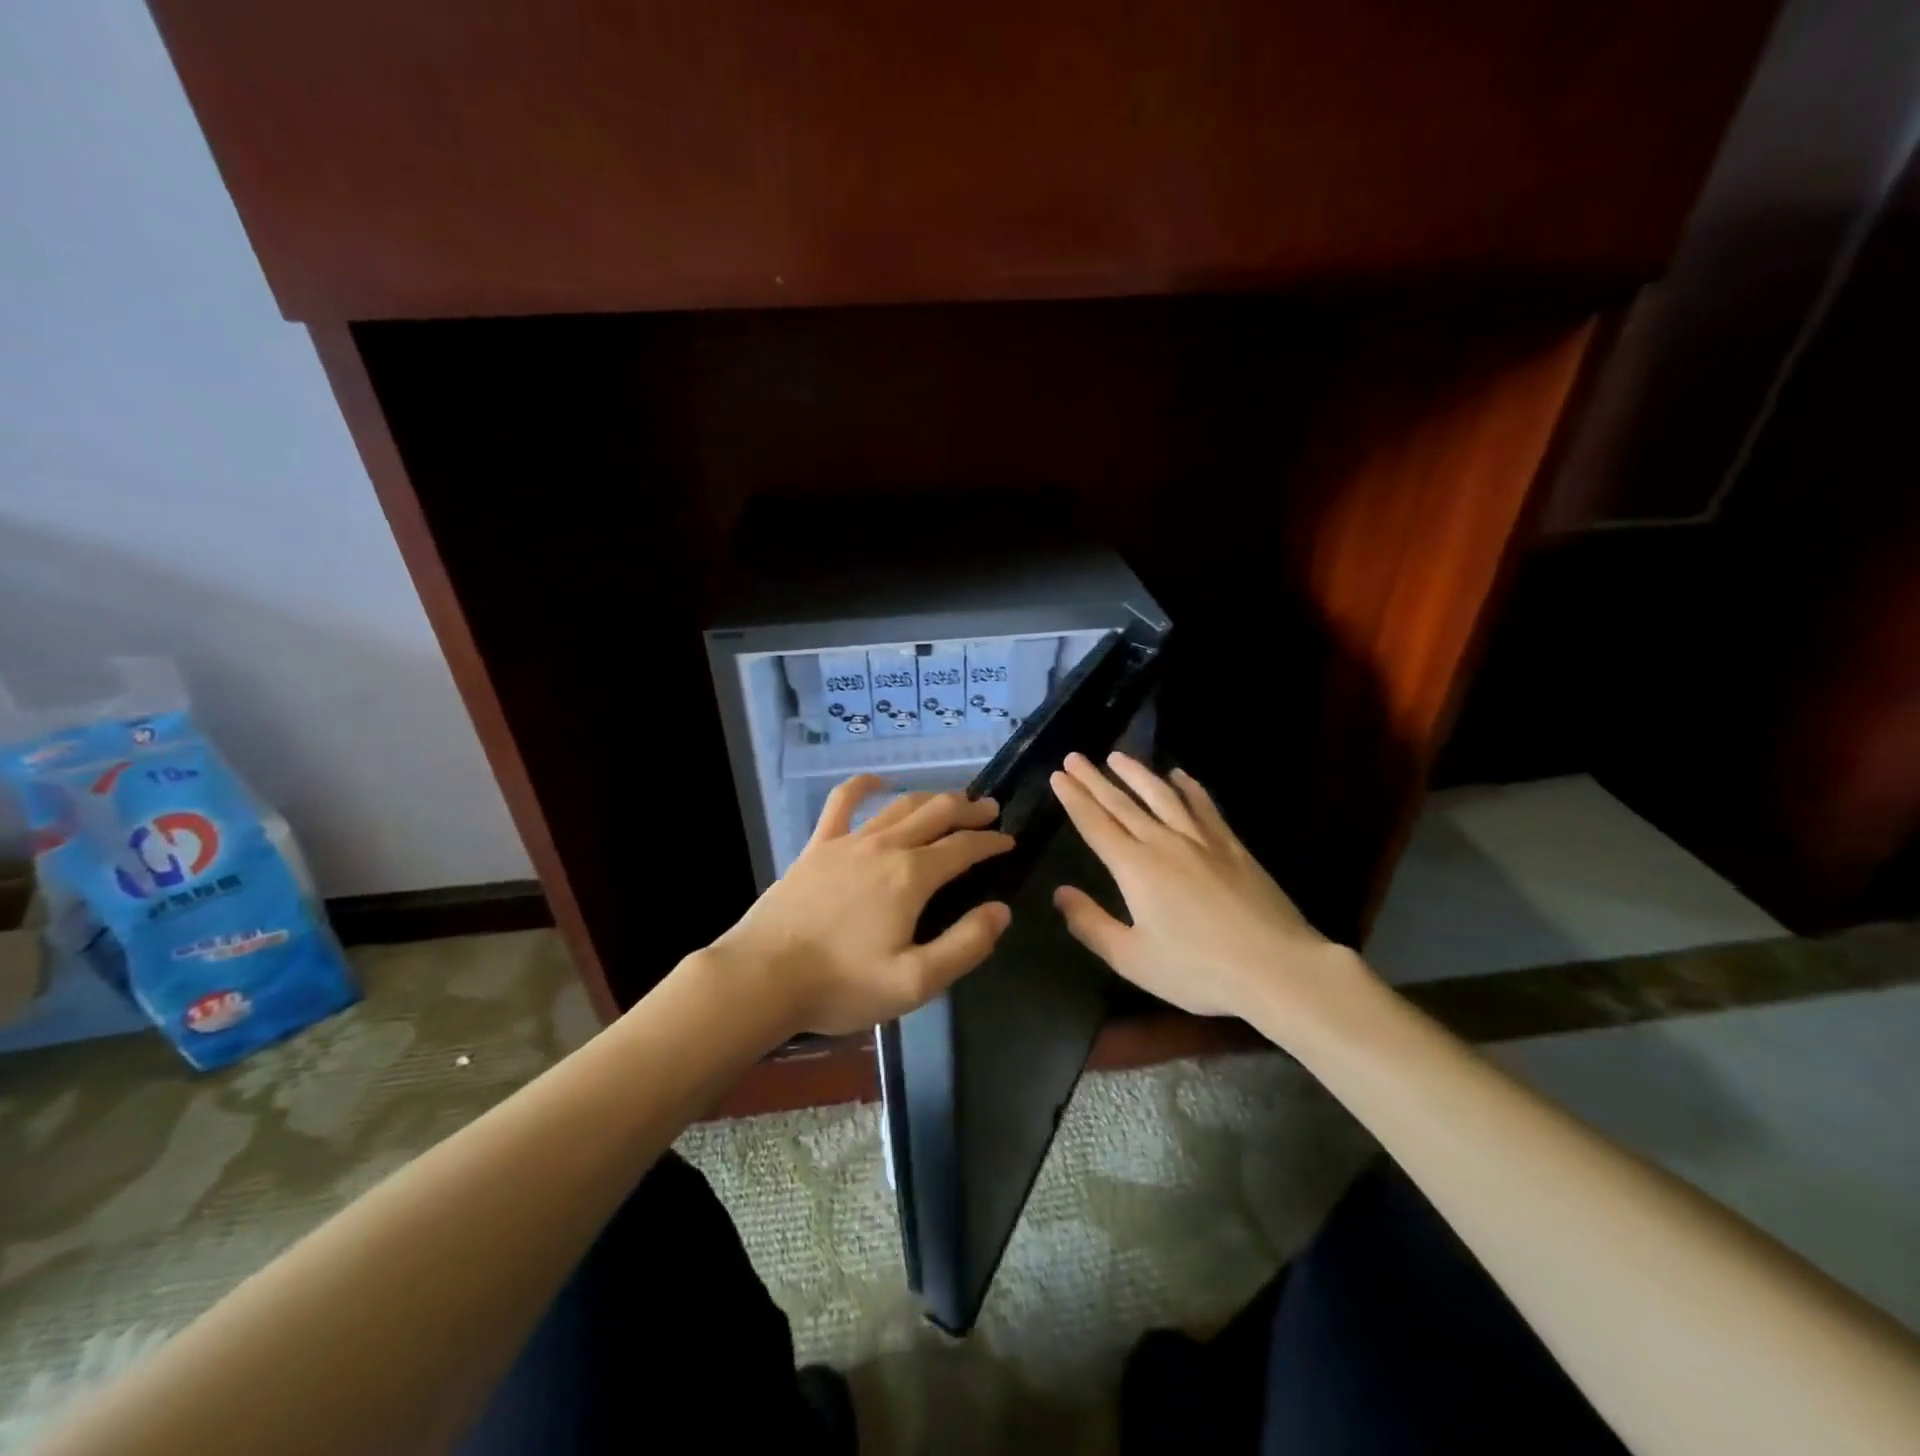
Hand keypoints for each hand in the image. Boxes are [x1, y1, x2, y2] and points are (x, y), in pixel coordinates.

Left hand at [709, 776, 1014, 1037]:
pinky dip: (863, 786)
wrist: (763, 978)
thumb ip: (965, 945)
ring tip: (951, 800)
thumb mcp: (915, 982)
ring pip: (899, 806)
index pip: (963, 847)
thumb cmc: (842, 985)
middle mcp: (885, 846)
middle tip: (990, 810)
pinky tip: (877, 781)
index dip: (991, 842)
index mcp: (912, 876)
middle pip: (936, 813)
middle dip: (969, 809)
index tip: (1009, 841)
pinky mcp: (817, 846)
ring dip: (931, 798)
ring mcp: (847, 841)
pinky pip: (842, 803)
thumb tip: (1000, 910)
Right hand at [1049, 752, 1367, 1026]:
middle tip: (1075, 757)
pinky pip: (1203, 806)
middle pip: (1122, 803)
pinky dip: (1188, 787)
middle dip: (1095, 779)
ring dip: (1136, 774)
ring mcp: (1201, 840)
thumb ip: (1091, 924)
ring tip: (1117, 756)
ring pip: (1161, 795)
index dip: (1075, 799)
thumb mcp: (1132, 959)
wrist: (1276, 967)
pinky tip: (1179, 776)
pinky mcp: (1231, 846)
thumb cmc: (1198, 970)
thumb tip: (1060, 893)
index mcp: (1135, 868)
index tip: (1059, 776)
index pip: (1096, 824)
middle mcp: (1164, 842)